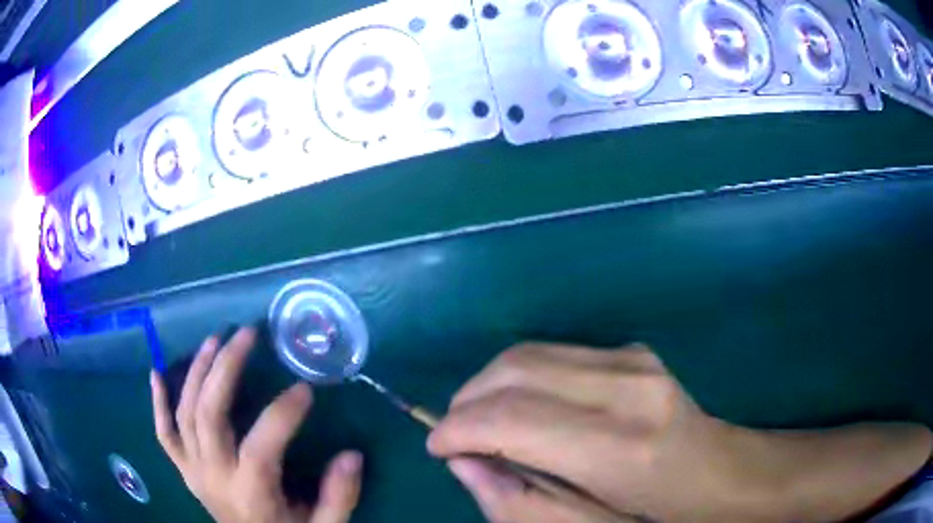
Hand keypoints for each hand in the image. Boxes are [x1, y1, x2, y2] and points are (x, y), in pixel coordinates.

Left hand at [150, 327, 362, 522]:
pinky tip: (156, 373)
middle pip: (209, 414)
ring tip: (214, 339)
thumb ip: (339, 497)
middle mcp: (213, 475)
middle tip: (247, 334)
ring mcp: (193, 470)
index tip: (305, 388)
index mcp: (250, 493)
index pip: (261, 445)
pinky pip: (163, 433)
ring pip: (185, 413)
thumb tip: (352, 454)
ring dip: (196, 372)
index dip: (282, 413)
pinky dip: (157, 403)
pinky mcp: (184, 468)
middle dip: (226, 368)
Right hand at [429, 343, 931, 521]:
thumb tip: (464, 463)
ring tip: (482, 424)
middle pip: (515, 370)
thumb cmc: (659, 517)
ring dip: (491, 386)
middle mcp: (627, 385)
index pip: (511, 418)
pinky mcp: (634, 351)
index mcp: (620, 445)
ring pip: (530, 353)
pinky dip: (521, 378)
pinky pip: (554, 355)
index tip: (436, 447)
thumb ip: (516, 503)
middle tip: (455, 436)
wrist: (723, 475)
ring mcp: (634, 359)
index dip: (459, 429)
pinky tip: (523, 410)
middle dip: (469, 401)